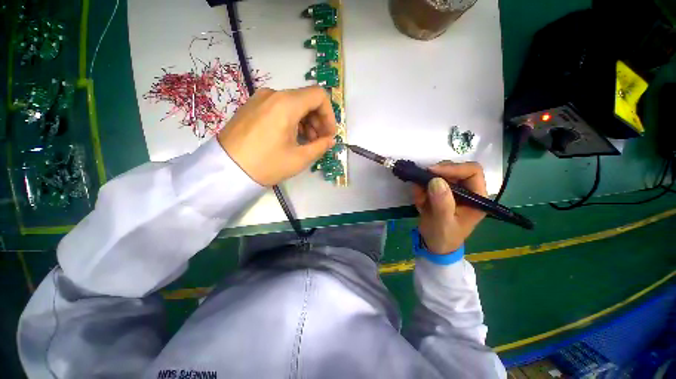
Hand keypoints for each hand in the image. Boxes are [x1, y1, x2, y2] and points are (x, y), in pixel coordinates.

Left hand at [217, 86, 336, 185]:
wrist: (227, 170)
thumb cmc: (266, 164)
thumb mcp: (299, 159)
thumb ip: (320, 146)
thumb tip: (330, 140)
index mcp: (286, 104)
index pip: (319, 96)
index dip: (329, 114)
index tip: (329, 134)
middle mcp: (273, 94)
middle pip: (306, 99)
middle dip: (318, 120)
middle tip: (319, 141)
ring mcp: (260, 99)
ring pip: (293, 104)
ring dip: (306, 121)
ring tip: (306, 141)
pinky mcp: (252, 106)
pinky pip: (279, 107)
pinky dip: (292, 120)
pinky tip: (291, 137)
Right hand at [413, 162, 486, 253]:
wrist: (434, 245)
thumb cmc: (443, 237)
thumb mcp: (443, 223)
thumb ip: (442, 204)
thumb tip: (436, 180)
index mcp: (477, 198)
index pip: (472, 172)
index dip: (453, 168)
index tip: (432, 171)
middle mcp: (467, 191)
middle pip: (455, 169)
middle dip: (436, 174)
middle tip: (421, 181)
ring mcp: (453, 191)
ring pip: (439, 175)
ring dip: (425, 184)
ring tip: (419, 199)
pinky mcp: (441, 193)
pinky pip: (429, 183)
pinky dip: (420, 189)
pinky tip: (419, 202)